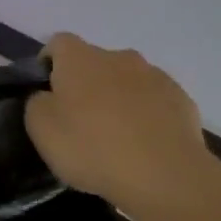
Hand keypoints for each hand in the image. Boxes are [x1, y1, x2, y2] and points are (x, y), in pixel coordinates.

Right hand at [25, 34, 209, 211]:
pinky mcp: (182, 101)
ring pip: (127, 81)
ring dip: (119, 99)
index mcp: (79, 58)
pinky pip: (156, 102)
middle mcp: (118, 57)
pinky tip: (145, 146)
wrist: (165, 176)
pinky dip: (147, 116)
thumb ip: (37, 103)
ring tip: (117, 138)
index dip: (49, 64)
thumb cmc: (92, 147)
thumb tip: (47, 97)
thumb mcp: (41, 129)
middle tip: (81, 122)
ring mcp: (155, 76)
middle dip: (87, 84)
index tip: (47, 93)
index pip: (58, 43)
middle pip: (95, 62)